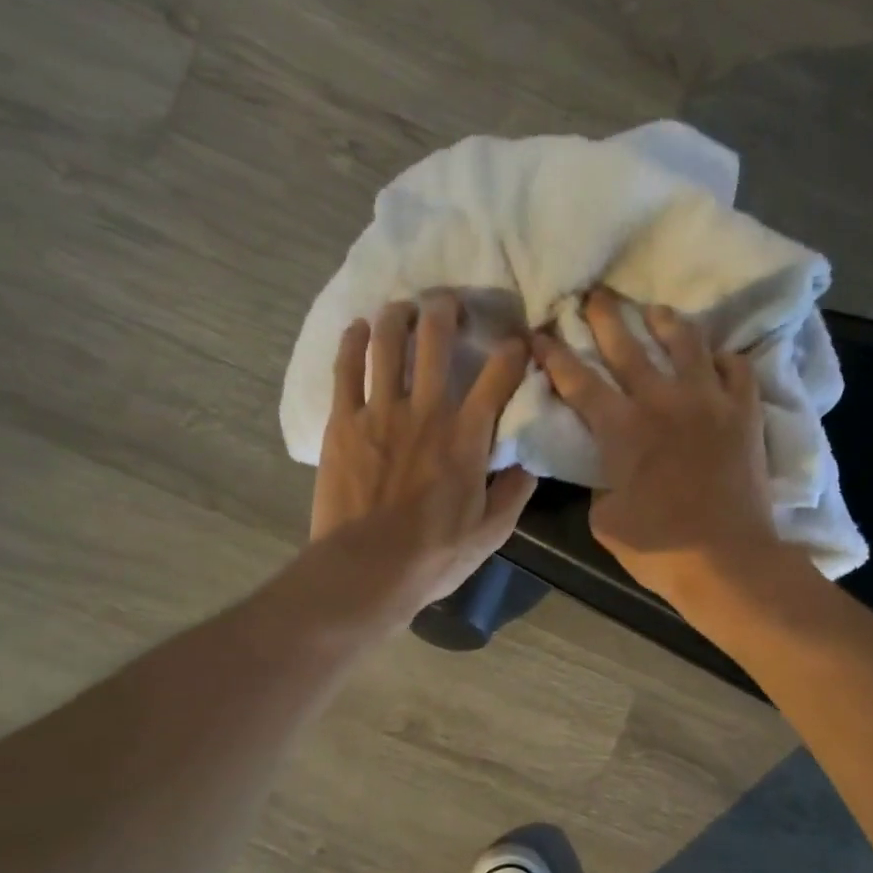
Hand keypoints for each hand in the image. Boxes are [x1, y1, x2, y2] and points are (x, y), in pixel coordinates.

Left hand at [312, 292, 535, 617]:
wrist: (367, 569)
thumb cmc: (434, 554)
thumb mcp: (492, 532)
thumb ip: (515, 492)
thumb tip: (530, 463)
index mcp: (466, 435)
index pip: (498, 375)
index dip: (513, 351)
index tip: (519, 342)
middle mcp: (425, 410)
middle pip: (435, 340)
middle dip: (445, 310)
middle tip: (448, 303)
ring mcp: (379, 412)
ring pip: (387, 343)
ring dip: (397, 315)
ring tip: (403, 307)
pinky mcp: (343, 422)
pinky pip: (346, 369)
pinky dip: (353, 342)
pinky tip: (357, 329)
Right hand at [531, 288, 788, 613]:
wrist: (729, 561)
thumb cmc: (660, 548)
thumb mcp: (606, 519)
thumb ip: (602, 482)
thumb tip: (611, 467)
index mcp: (622, 429)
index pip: (579, 381)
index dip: (555, 354)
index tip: (539, 332)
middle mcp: (663, 401)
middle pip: (628, 345)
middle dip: (604, 316)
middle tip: (594, 295)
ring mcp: (709, 402)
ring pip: (686, 342)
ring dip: (665, 321)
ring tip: (655, 310)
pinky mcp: (745, 412)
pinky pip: (736, 368)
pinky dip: (723, 358)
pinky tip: (715, 359)